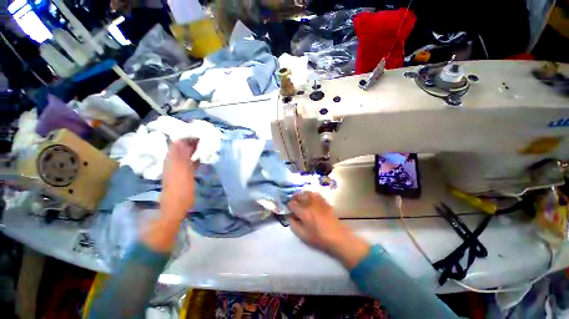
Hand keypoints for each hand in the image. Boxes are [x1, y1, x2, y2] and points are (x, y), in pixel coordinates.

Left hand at [160, 138, 198, 221]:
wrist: (176, 206)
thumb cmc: (180, 189)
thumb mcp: (182, 171)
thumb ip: (181, 156)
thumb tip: (182, 140)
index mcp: (172, 160)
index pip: (178, 143)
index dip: (187, 137)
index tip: (199, 133)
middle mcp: (173, 162)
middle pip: (181, 148)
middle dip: (191, 142)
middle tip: (204, 139)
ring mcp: (177, 168)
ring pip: (185, 155)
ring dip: (193, 150)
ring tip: (204, 146)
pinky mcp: (182, 174)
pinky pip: (188, 162)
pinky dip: (194, 158)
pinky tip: (200, 158)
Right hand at [287, 191, 369, 267]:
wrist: (338, 237)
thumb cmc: (319, 238)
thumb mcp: (303, 235)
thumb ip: (294, 225)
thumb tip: (290, 217)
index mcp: (303, 212)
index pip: (292, 203)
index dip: (289, 206)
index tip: (290, 210)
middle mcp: (310, 203)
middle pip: (299, 195)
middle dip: (294, 198)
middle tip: (294, 204)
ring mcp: (318, 201)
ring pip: (307, 193)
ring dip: (302, 195)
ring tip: (301, 200)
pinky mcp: (325, 202)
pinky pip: (316, 194)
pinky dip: (311, 195)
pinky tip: (311, 199)